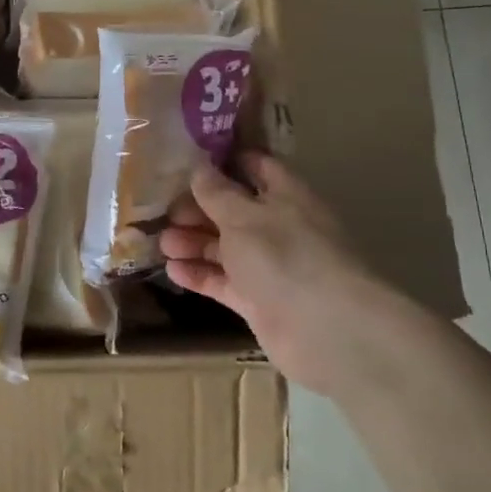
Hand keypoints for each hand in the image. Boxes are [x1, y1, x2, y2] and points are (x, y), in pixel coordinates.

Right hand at [160, 152, 429, 395]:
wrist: (327, 330)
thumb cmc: (285, 256)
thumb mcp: (243, 217)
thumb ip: (217, 193)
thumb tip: (200, 168)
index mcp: (285, 196)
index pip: (255, 167)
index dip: (223, 162)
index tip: (186, 161)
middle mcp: (278, 227)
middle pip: (232, 210)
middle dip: (198, 209)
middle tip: (165, 212)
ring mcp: (269, 266)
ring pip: (225, 247)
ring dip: (193, 243)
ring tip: (163, 243)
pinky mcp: (258, 300)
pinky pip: (223, 281)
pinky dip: (199, 275)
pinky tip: (172, 271)